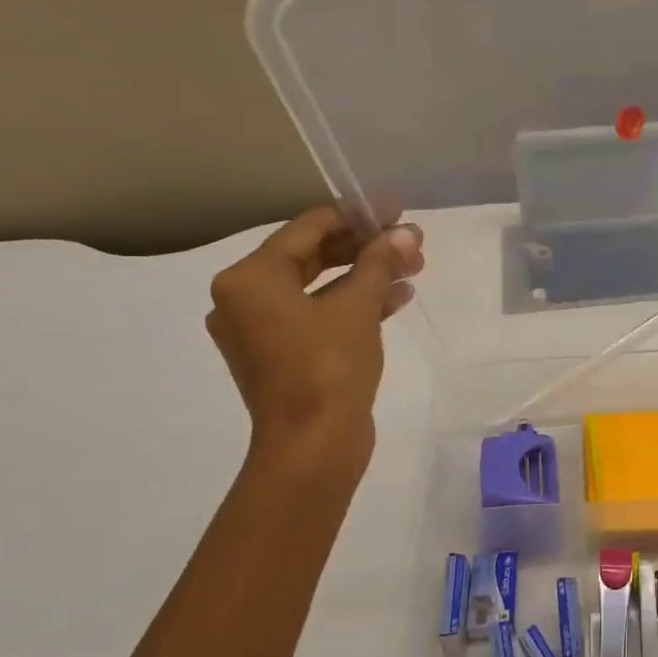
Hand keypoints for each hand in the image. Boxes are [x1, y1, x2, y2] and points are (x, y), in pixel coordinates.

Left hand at [205, 206, 424, 473]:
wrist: (313, 446)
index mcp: (249, 278)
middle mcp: (245, 298)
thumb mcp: (358, 307)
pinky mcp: (282, 355)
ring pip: (319, 288)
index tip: (396, 210)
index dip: (356, 216)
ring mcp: (262, 330)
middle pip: (312, 256)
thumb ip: (380, 262)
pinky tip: (397, 298)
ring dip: (366, 276)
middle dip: (365, 248)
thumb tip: (406, 233)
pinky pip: (319, 315)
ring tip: (412, 268)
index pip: (308, 229)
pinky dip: (354, 305)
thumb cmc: (328, 367)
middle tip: (409, 241)